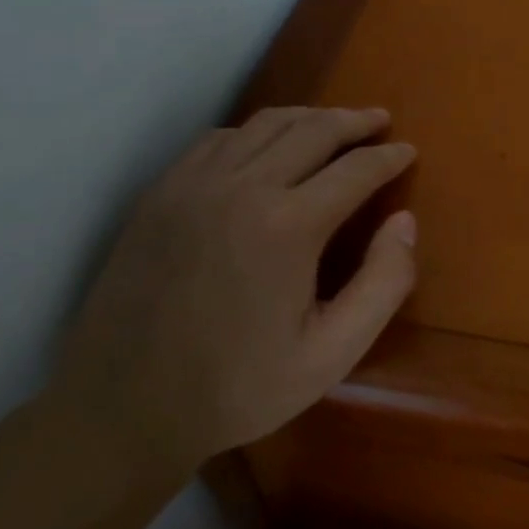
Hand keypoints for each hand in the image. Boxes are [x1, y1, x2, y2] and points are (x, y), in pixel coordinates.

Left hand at [52, 107, 416, 474]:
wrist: (120, 411)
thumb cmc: (236, 388)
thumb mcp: (331, 355)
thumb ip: (383, 284)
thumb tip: (405, 221)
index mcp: (288, 226)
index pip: (356, 168)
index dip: (389, 156)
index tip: (408, 150)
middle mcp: (243, 188)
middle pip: (314, 129)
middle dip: (355, 121)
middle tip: (380, 120)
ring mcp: (194, 185)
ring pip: (266, 124)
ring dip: (309, 118)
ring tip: (334, 123)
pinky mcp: (161, 193)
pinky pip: (220, 139)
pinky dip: (257, 132)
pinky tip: (268, 147)